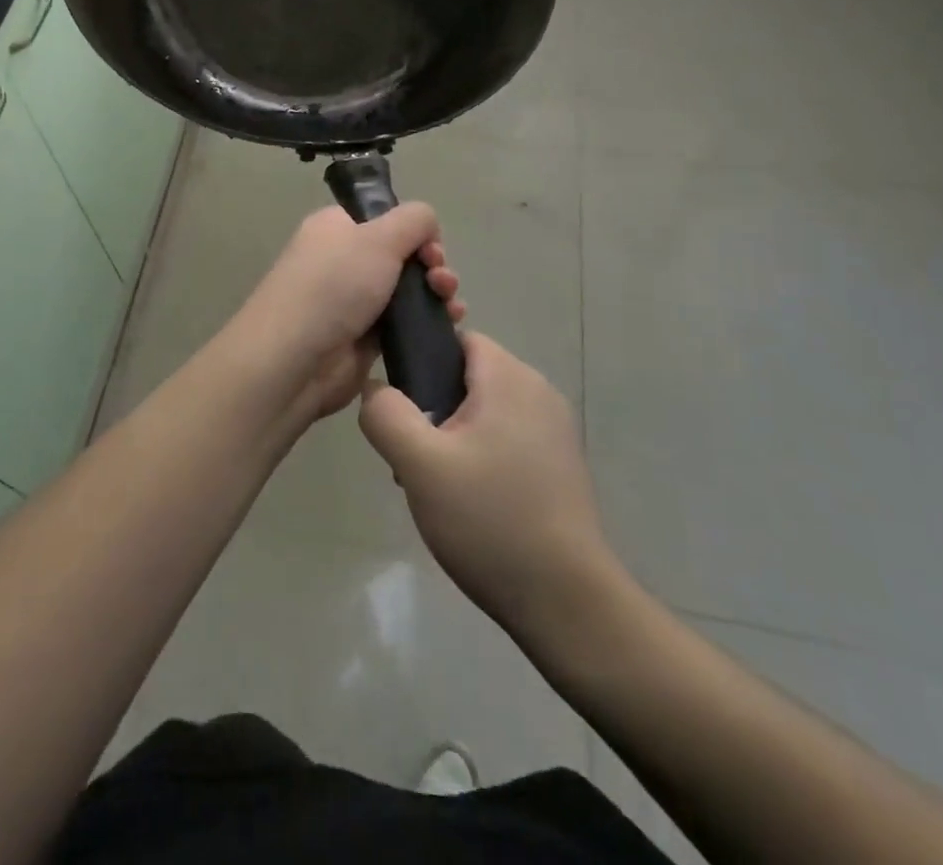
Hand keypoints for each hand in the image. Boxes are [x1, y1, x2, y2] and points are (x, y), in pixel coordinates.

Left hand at [223, 205, 464, 421]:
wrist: (296, 359)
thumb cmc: (335, 285)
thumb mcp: (379, 236)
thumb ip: (414, 220)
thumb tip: (428, 226)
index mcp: (337, 227)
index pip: (383, 217)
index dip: (412, 229)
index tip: (430, 246)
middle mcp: (343, 260)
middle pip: (402, 254)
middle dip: (432, 263)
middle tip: (441, 280)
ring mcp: (353, 301)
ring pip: (407, 289)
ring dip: (436, 293)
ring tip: (452, 307)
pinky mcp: (364, 338)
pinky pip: (404, 323)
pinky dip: (428, 321)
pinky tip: (449, 325)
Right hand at [359, 332, 624, 637]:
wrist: (567, 603)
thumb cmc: (490, 522)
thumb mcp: (419, 465)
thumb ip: (386, 414)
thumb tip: (374, 387)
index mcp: (510, 378)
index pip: (457, 339)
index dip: (421, 361)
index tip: (402, 406)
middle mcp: (539, 391)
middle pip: (469, 375)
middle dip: (434, 406)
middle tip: (413, 456)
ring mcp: (555, 429)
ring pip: (485, 410)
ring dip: (454, 436)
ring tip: (436, 484)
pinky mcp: (560, 464)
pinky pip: (507, 438)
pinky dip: (482, 456)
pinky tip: (469, 501)